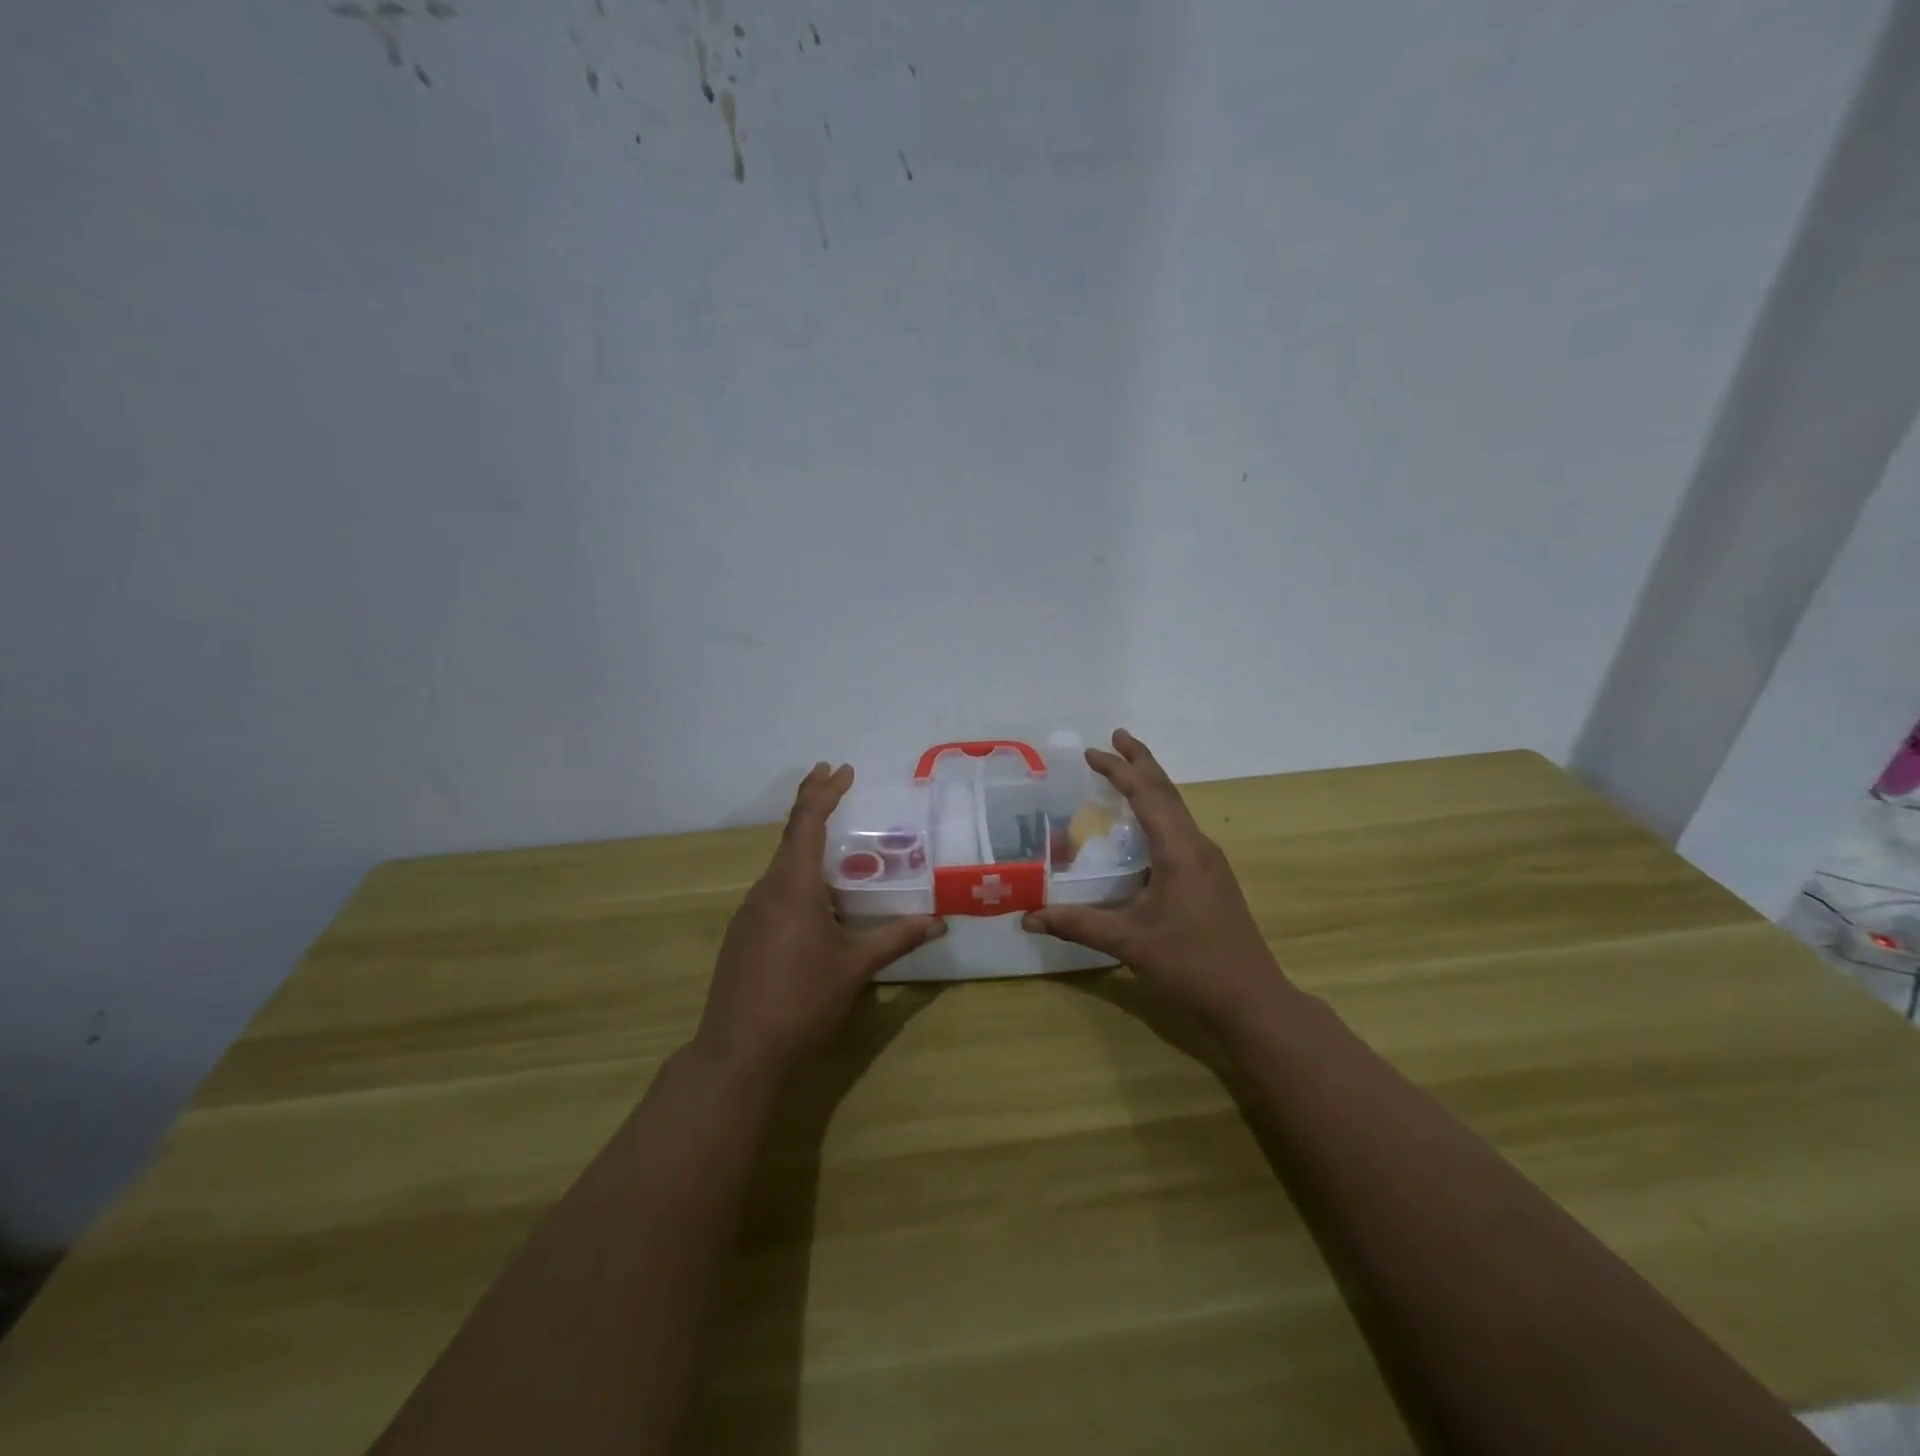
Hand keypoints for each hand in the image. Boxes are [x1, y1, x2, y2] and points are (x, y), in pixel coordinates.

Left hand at [696, 762, 944, 1077]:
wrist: (738, 1051)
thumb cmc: (802, 999)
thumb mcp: (856, 966)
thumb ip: (897, 938)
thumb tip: (939, 922)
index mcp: (793, 884)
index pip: (807, 820)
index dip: (823, 791)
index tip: (841, 769)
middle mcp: (766, 889)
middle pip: (791, 836)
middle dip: (815, 808)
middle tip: (839, 788)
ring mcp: (749, 913)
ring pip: (782, 867)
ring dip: (808, 849)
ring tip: (841, 853)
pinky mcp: (743, 936)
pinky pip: (774, 893)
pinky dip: (798, 882)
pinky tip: (817, 907)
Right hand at [1023, 730, 1285, 1029]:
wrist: (1252, 999)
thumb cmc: (1191, 964)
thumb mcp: (1129, 942)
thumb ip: (1077, 925)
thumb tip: (1028, 917)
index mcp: (1180, 850)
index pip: (1146, 795)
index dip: (1118, 770)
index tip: (1091, 751)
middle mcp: (1198, 846)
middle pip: (1167, 791)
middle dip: (1141, 761)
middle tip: (1116, 737)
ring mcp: (1210, 863)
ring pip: (1177, 810)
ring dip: (1152, 786)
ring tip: (1128, 771)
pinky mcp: (1212, 879)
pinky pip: (1181, 830)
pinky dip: (1159, 812)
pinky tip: (1146, 828)